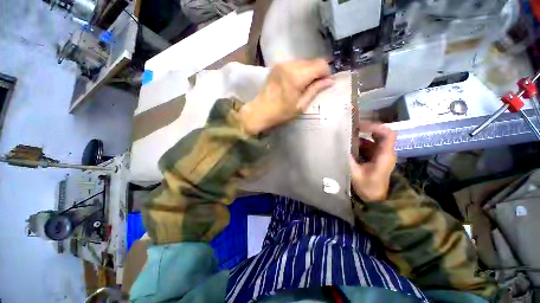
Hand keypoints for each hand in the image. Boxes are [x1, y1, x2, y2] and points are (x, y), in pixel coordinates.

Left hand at [239, 59, 332, 134]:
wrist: (260, 111)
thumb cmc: (281, 113)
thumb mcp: (300, 106)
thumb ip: (315, 90)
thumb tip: (330, 81)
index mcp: (297, 76)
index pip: (320, 65)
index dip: (326, 73)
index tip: (325, 83)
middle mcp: (289, 65)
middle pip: (312, 61)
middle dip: (317, 72)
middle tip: (315, 86)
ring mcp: (282, 64)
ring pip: (303, 62)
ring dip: (308, 71)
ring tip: (304, 85)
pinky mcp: (277, 66)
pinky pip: (294, 64)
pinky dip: (299, 71)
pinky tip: (296, 82)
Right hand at [350, 123, 396, 201]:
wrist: (376, 198)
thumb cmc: (369, 187)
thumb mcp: (356, 174)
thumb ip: (348, 160)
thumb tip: (339, 146)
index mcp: (384, 155)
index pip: (387, 133)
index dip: (375, 126)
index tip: (359, 127)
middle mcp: (385, 152)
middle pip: (379, 135)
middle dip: (364, 132)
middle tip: (349, 132)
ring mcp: (380, 155)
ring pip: (371, 141)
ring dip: (359, 140)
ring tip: (345, 141)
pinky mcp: (375, 158)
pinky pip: (368, 147)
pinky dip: (358, 146)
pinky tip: (348, 149)